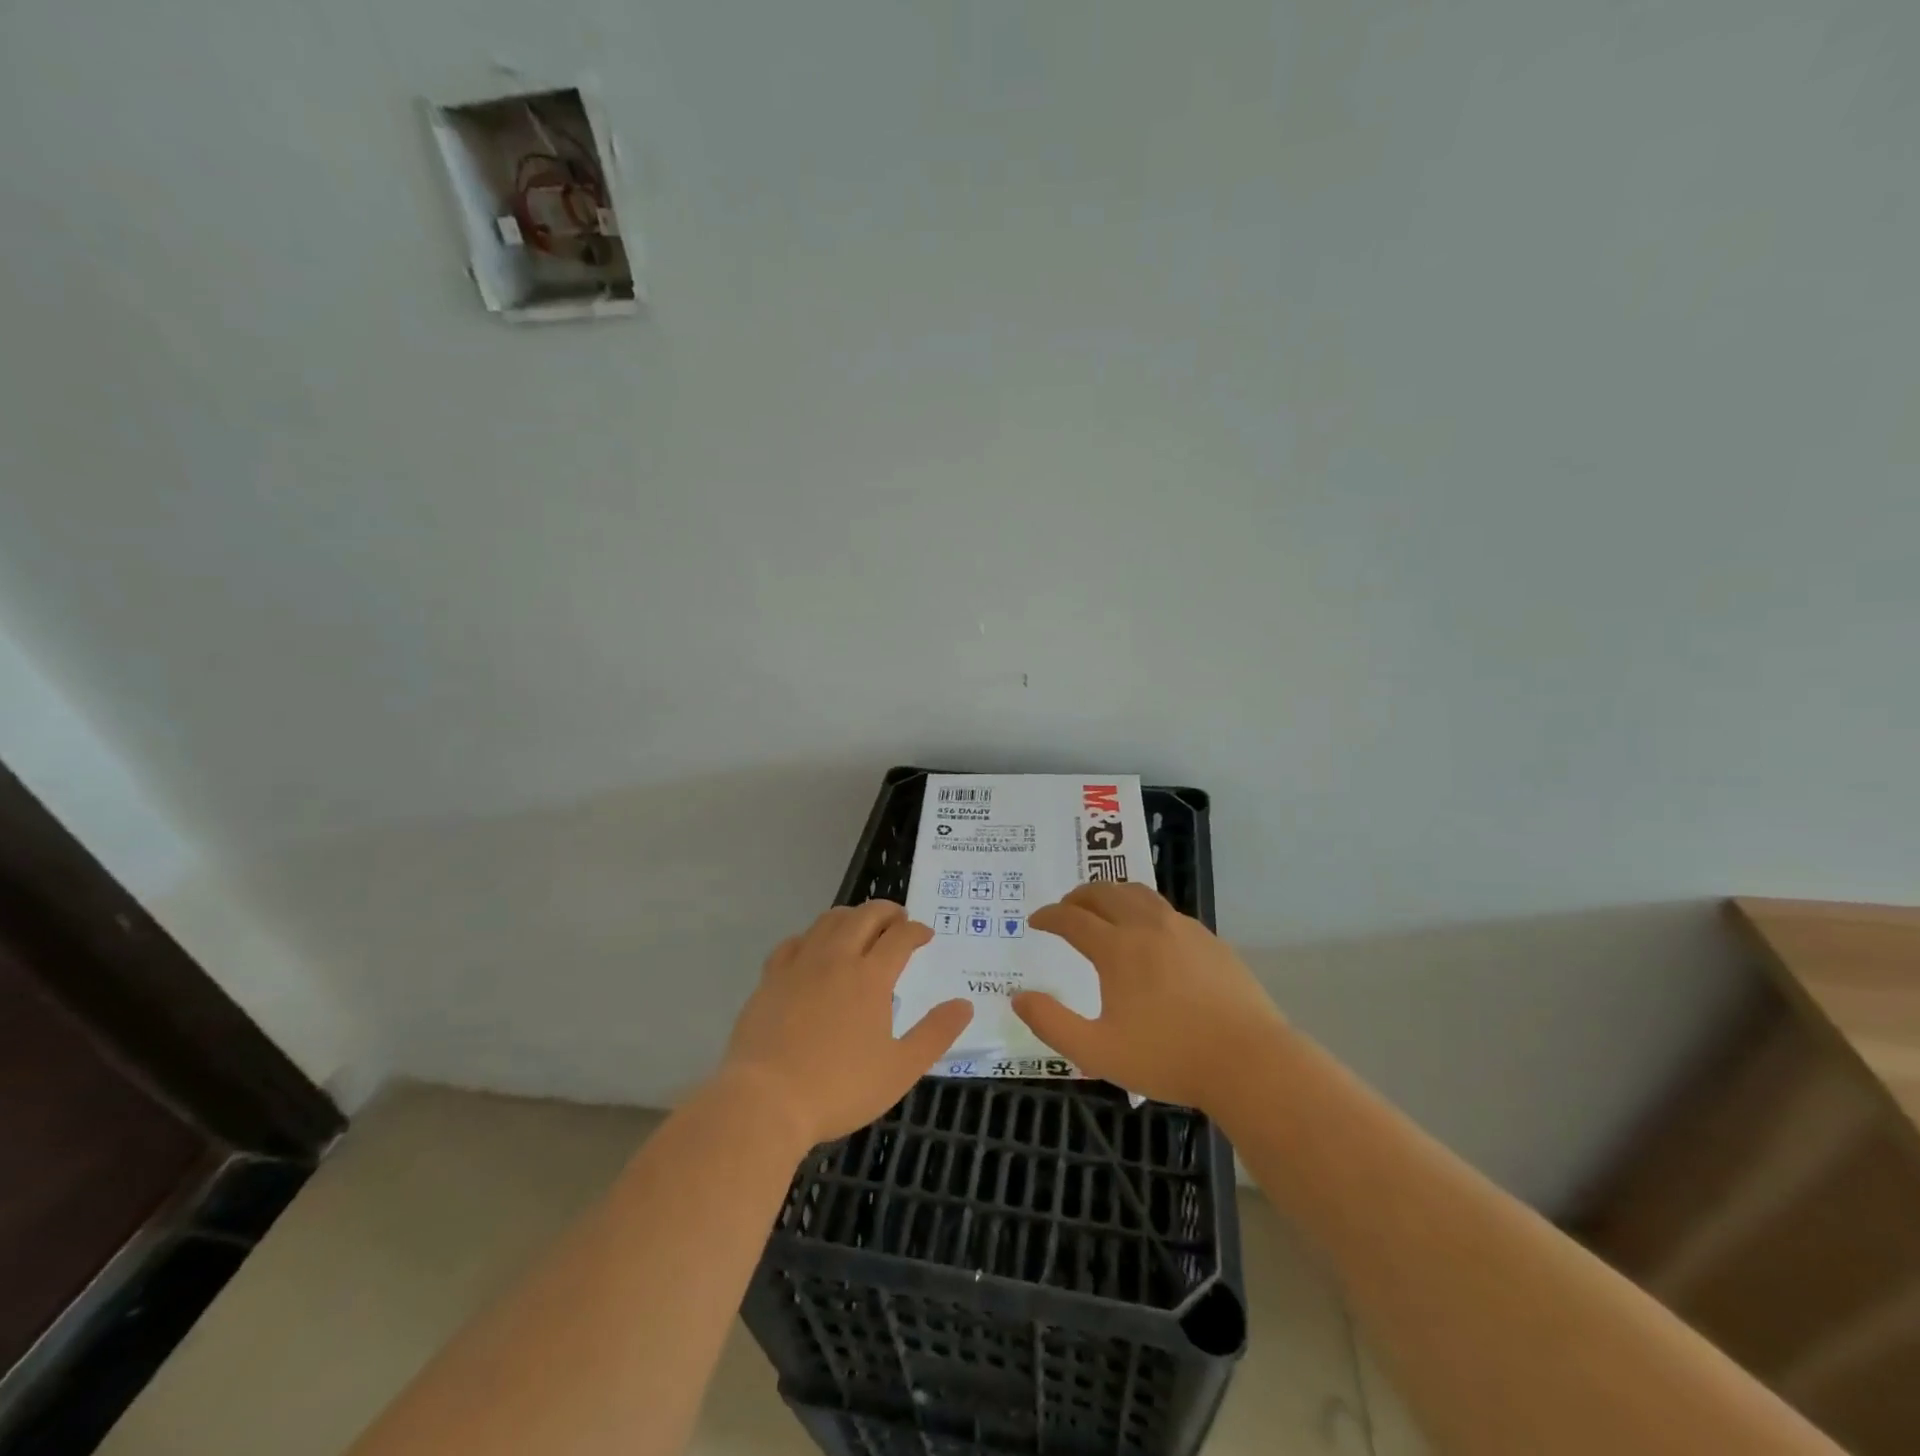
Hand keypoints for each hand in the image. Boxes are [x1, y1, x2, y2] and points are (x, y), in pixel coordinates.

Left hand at [720, 901, 972, 1147]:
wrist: (765, 1101)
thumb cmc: (839, 1088)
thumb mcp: (900, 1069)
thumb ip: (935, 1034)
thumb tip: (965, 1004)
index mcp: (871, 977)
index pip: (900, 936)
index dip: (917, 930)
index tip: (926, 935)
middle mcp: (836, 958)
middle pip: (865, 916)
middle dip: (887, 911)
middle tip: (898, 919)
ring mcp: (800, 964)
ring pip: (828, 921)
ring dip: (851, 916)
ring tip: (860, 926)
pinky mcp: (770, 977)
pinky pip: (794, 942)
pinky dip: (812, 936)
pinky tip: (814, 949)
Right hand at [1013, 881, 1285, 1110]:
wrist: (1249, 1062)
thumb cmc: (1169, 1058)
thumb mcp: (1098, 1052)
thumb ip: (1052, 1024)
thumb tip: (1018, 998)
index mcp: (1117, 949)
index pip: (1072, 918)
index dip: (1049, 916)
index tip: (1036, 920)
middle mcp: (1147, 926)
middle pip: (1104, 893)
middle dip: (1078, 896)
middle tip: (1065, 908)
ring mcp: (1183, 929)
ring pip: (1138, 893)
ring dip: (1112, 893)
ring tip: (1103, 907)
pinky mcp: (1209, 940)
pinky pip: (1166, 910)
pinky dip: (1143, 909)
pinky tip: (1148, 932)